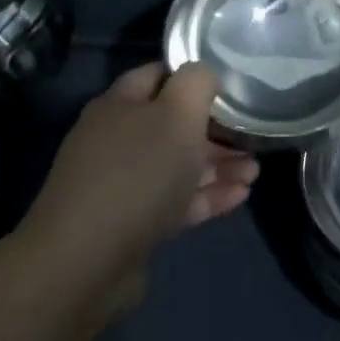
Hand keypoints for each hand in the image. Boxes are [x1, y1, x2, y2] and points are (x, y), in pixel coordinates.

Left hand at [20, 63, 256, 318]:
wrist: (84, 266)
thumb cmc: (137, 174)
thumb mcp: (178, 114)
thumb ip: (197, 83)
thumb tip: (204, 74)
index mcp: (120, 105)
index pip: (159, 75)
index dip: (194, 77)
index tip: (230, 86)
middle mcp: (116, 140)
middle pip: (172, 125)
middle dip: (214, 130)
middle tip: (252, 138)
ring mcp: (120, 185)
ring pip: (177, 166)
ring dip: (216, 166)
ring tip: (255, 172)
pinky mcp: (129, 226)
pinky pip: (174, 202)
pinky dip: (205, 196)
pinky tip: (240, 197)